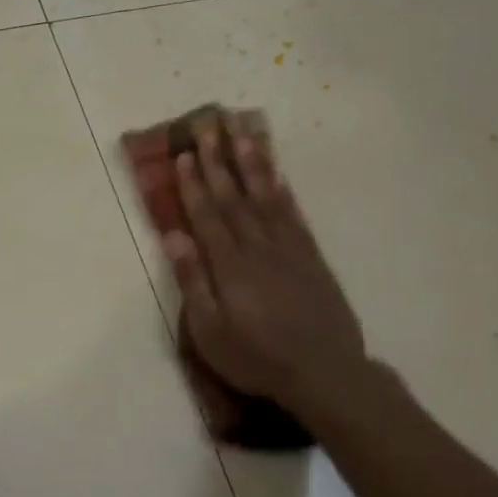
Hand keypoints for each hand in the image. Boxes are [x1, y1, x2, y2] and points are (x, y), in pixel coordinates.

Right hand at [162, 123, 373, 433]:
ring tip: (243, 132)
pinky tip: (277, 175)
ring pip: (267, 197)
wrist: (324, 372)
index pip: (207, 215)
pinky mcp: (312, 258)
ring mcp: (289, 249)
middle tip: (209, 124)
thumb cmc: (256, 357)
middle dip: (219, 160)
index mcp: (230, 265)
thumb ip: (193, 280)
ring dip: (253, 163)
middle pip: (234, 197)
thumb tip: (173, 235)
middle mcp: (259, 247)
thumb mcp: (210, 331)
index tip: (184, 153)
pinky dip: (284, 191)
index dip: (194, 183)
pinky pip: (295, 215)